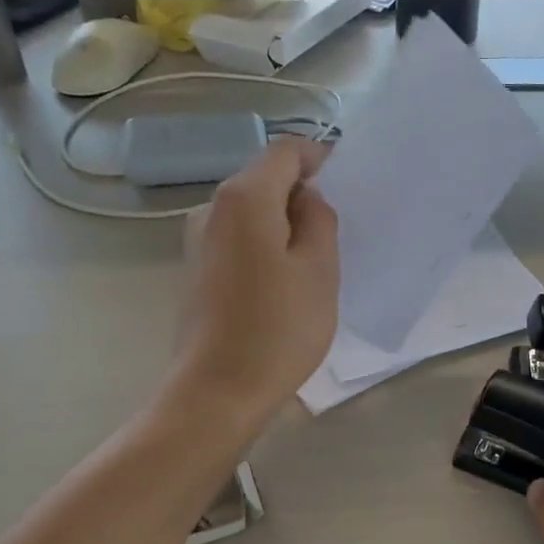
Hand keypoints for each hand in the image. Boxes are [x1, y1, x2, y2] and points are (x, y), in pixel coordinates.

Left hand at [174, 139, 338, 415]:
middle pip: (264, 179)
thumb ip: (319, 220)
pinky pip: (239, 240)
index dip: (318, 158)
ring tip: (314, 263)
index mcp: (245, 198)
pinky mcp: (197, 271)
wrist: (217, 391)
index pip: (285, 151)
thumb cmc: (278, 328)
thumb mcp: (320, 269)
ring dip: (284, 225)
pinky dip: (265, 246)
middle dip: (302, 196)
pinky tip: (284, 284)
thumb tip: (307, 200)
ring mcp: (199, 241)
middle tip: (336, 233)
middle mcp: (212, 208)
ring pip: (252, 213)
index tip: (346, 186)